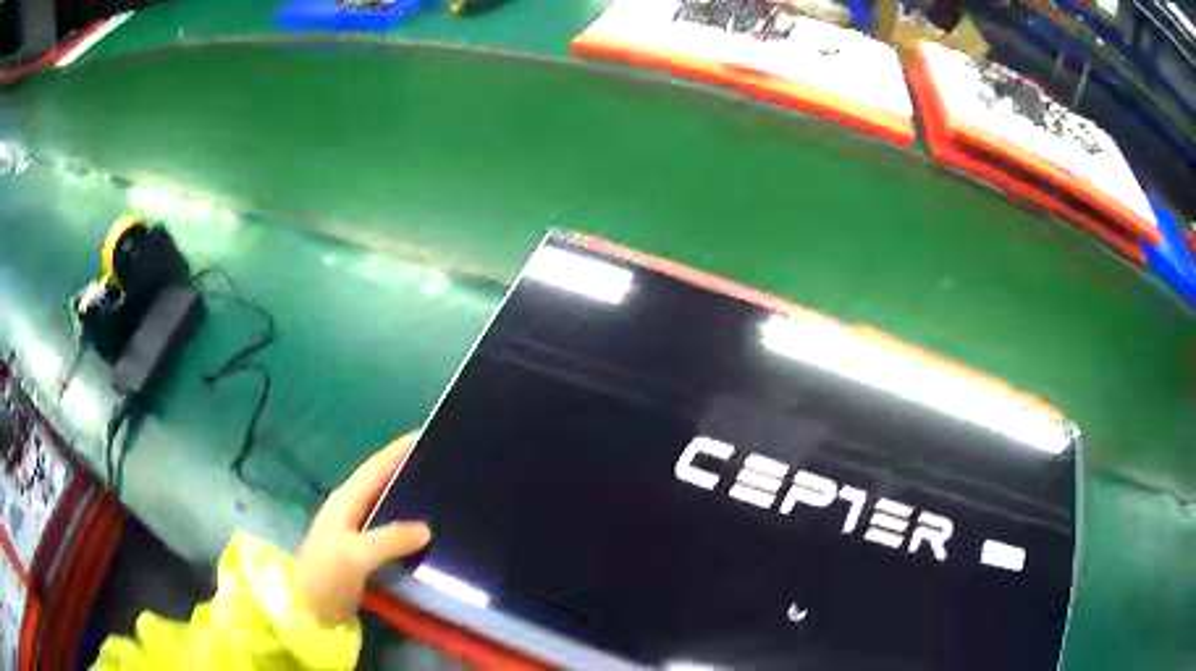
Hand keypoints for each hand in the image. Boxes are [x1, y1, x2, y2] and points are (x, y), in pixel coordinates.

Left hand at [295, 433, 431, 625]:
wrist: (308, 609)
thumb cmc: (326, 576)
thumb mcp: (355, 555)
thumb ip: (390, 539)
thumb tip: (427, 529)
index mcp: (345, 501)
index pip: (375, 467)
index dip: (397, 450)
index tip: (425, 434)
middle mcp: (350, 509)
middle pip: (381, 482)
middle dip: (408, 470)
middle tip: (443, 466)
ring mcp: (355, 531)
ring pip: (386, 505)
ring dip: (409, 498)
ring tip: (441, 495)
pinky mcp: (363, 551)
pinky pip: (390, 529)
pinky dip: (407, 525)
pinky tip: (427, 532)